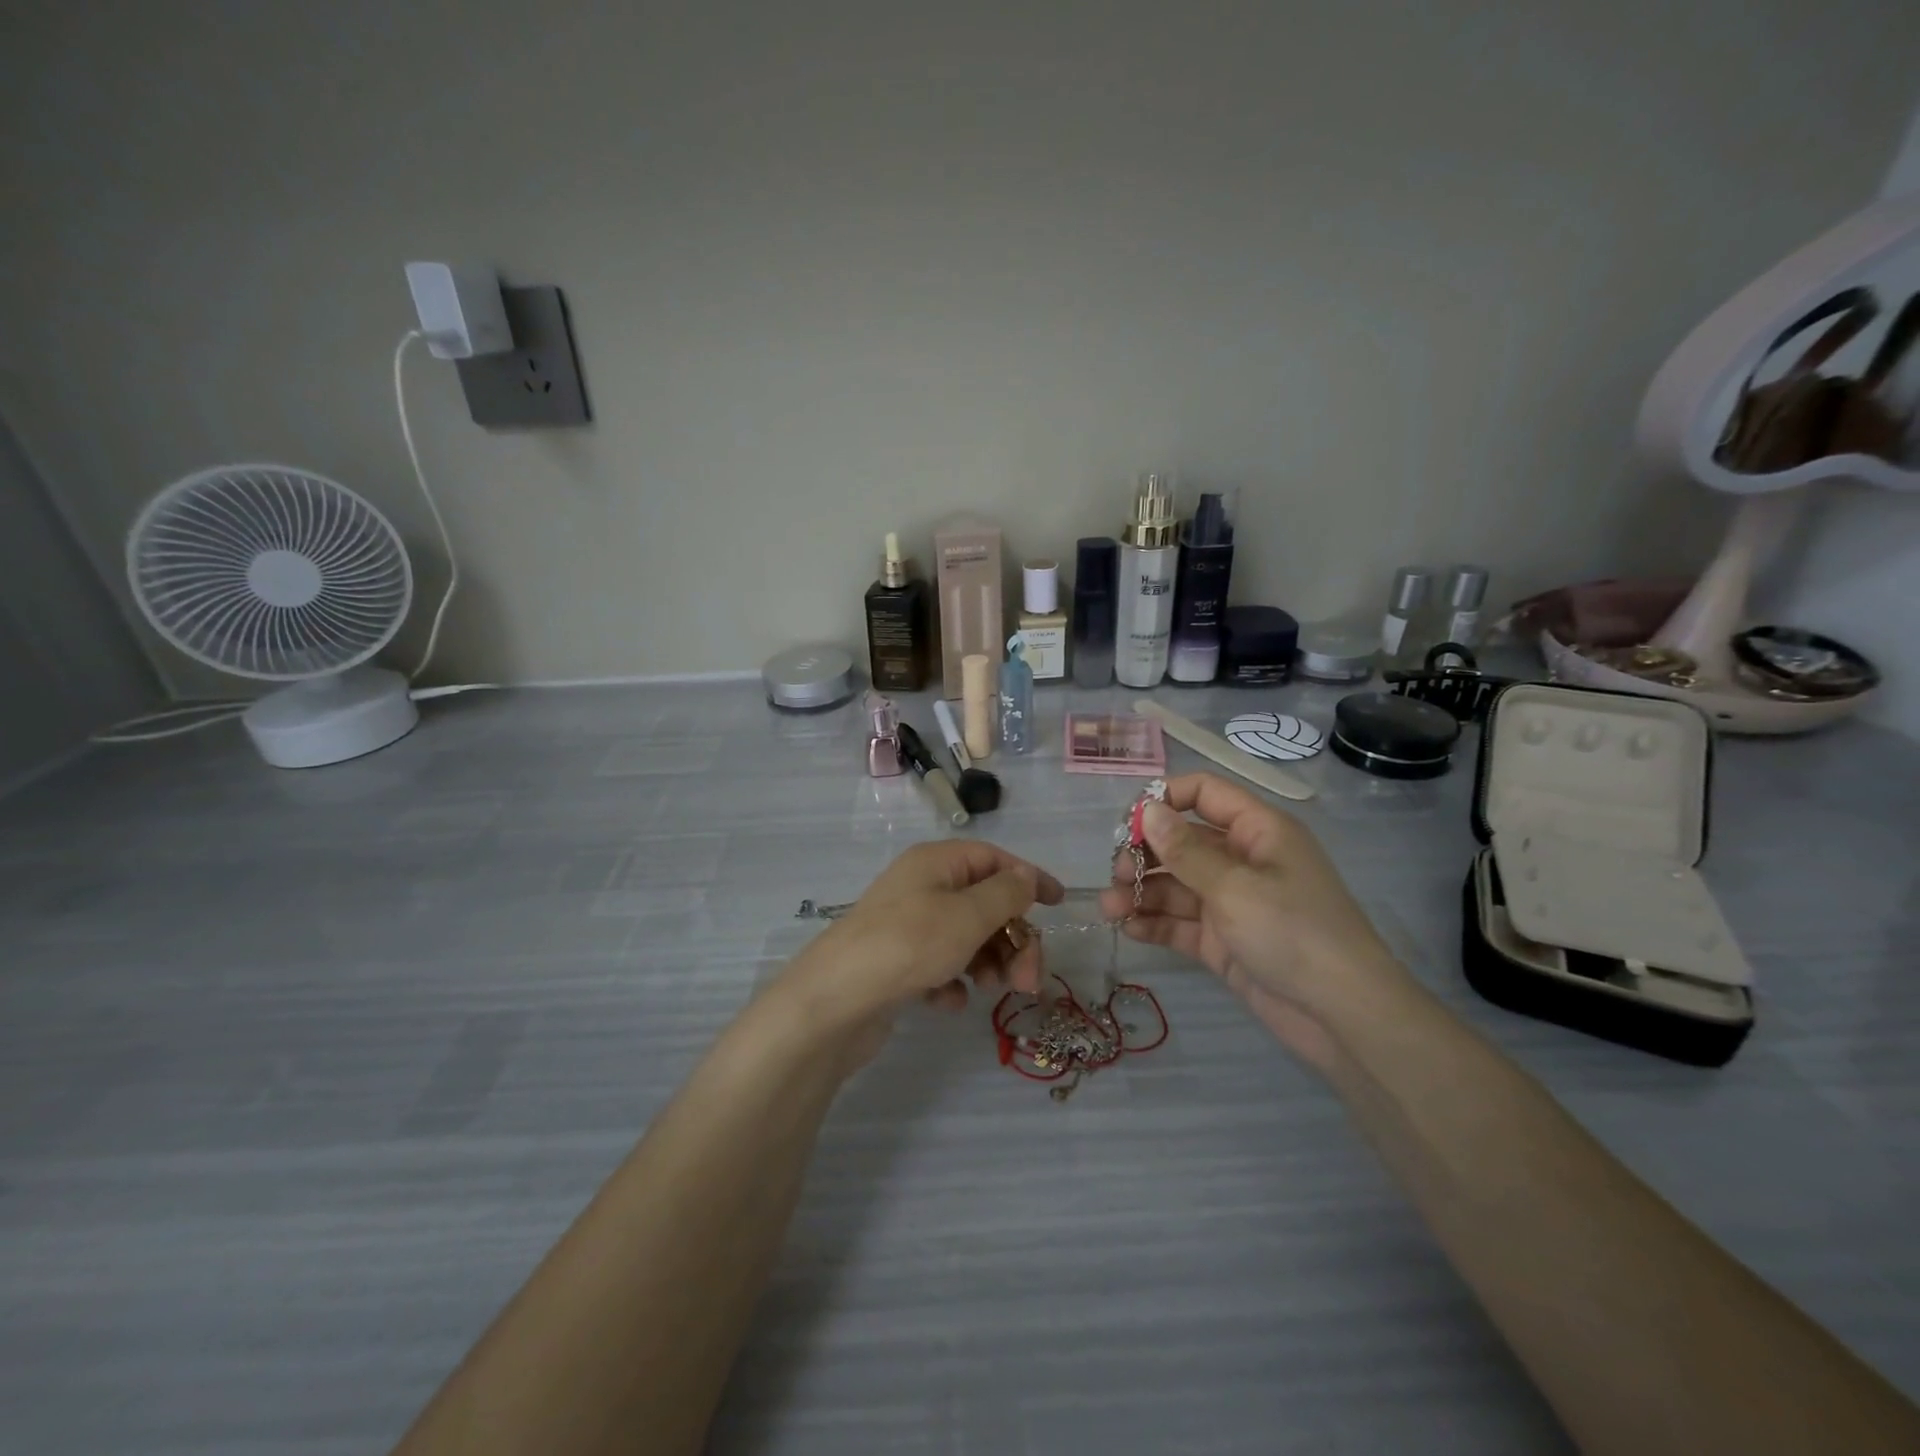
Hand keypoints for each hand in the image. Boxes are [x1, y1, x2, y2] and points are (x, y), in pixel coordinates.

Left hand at [779, 841, 1063, 1040]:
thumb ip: (1005, 894)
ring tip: (990, 991)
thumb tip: (1026, 875)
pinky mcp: (897, 961)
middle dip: (1013, 939)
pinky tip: (946, 1002)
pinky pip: (940, 964)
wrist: (834, 1001)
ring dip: (988, 963)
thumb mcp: (967, 915)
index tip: (1059, 904)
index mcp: (937, 863)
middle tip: (1028, 980)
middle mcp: (922, 886)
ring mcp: (907, 924)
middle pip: (985, 903)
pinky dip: (952, 981)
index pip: (994, 859)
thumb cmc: (908, 945)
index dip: (1029, 878)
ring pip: (966, 937)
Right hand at [1100, 773, 1411, 1067]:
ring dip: (1142, 891)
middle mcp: (1243, 860)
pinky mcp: (1224, 941)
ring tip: (1109, 907)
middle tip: (1116, 874)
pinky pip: (1182, 922)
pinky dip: (1155, 922)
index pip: (1204, 794)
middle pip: (1182, 841)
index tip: (1127, 824)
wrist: (1343, 1017)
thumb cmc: (1293, 932)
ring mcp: (1232, 902)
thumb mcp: (1234, 886)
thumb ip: (1185, 850)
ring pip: (1176, 885)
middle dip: (1145, 854)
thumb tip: (1148, 810)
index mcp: (1257, 831)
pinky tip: (1128, 927)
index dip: (1164, 799)